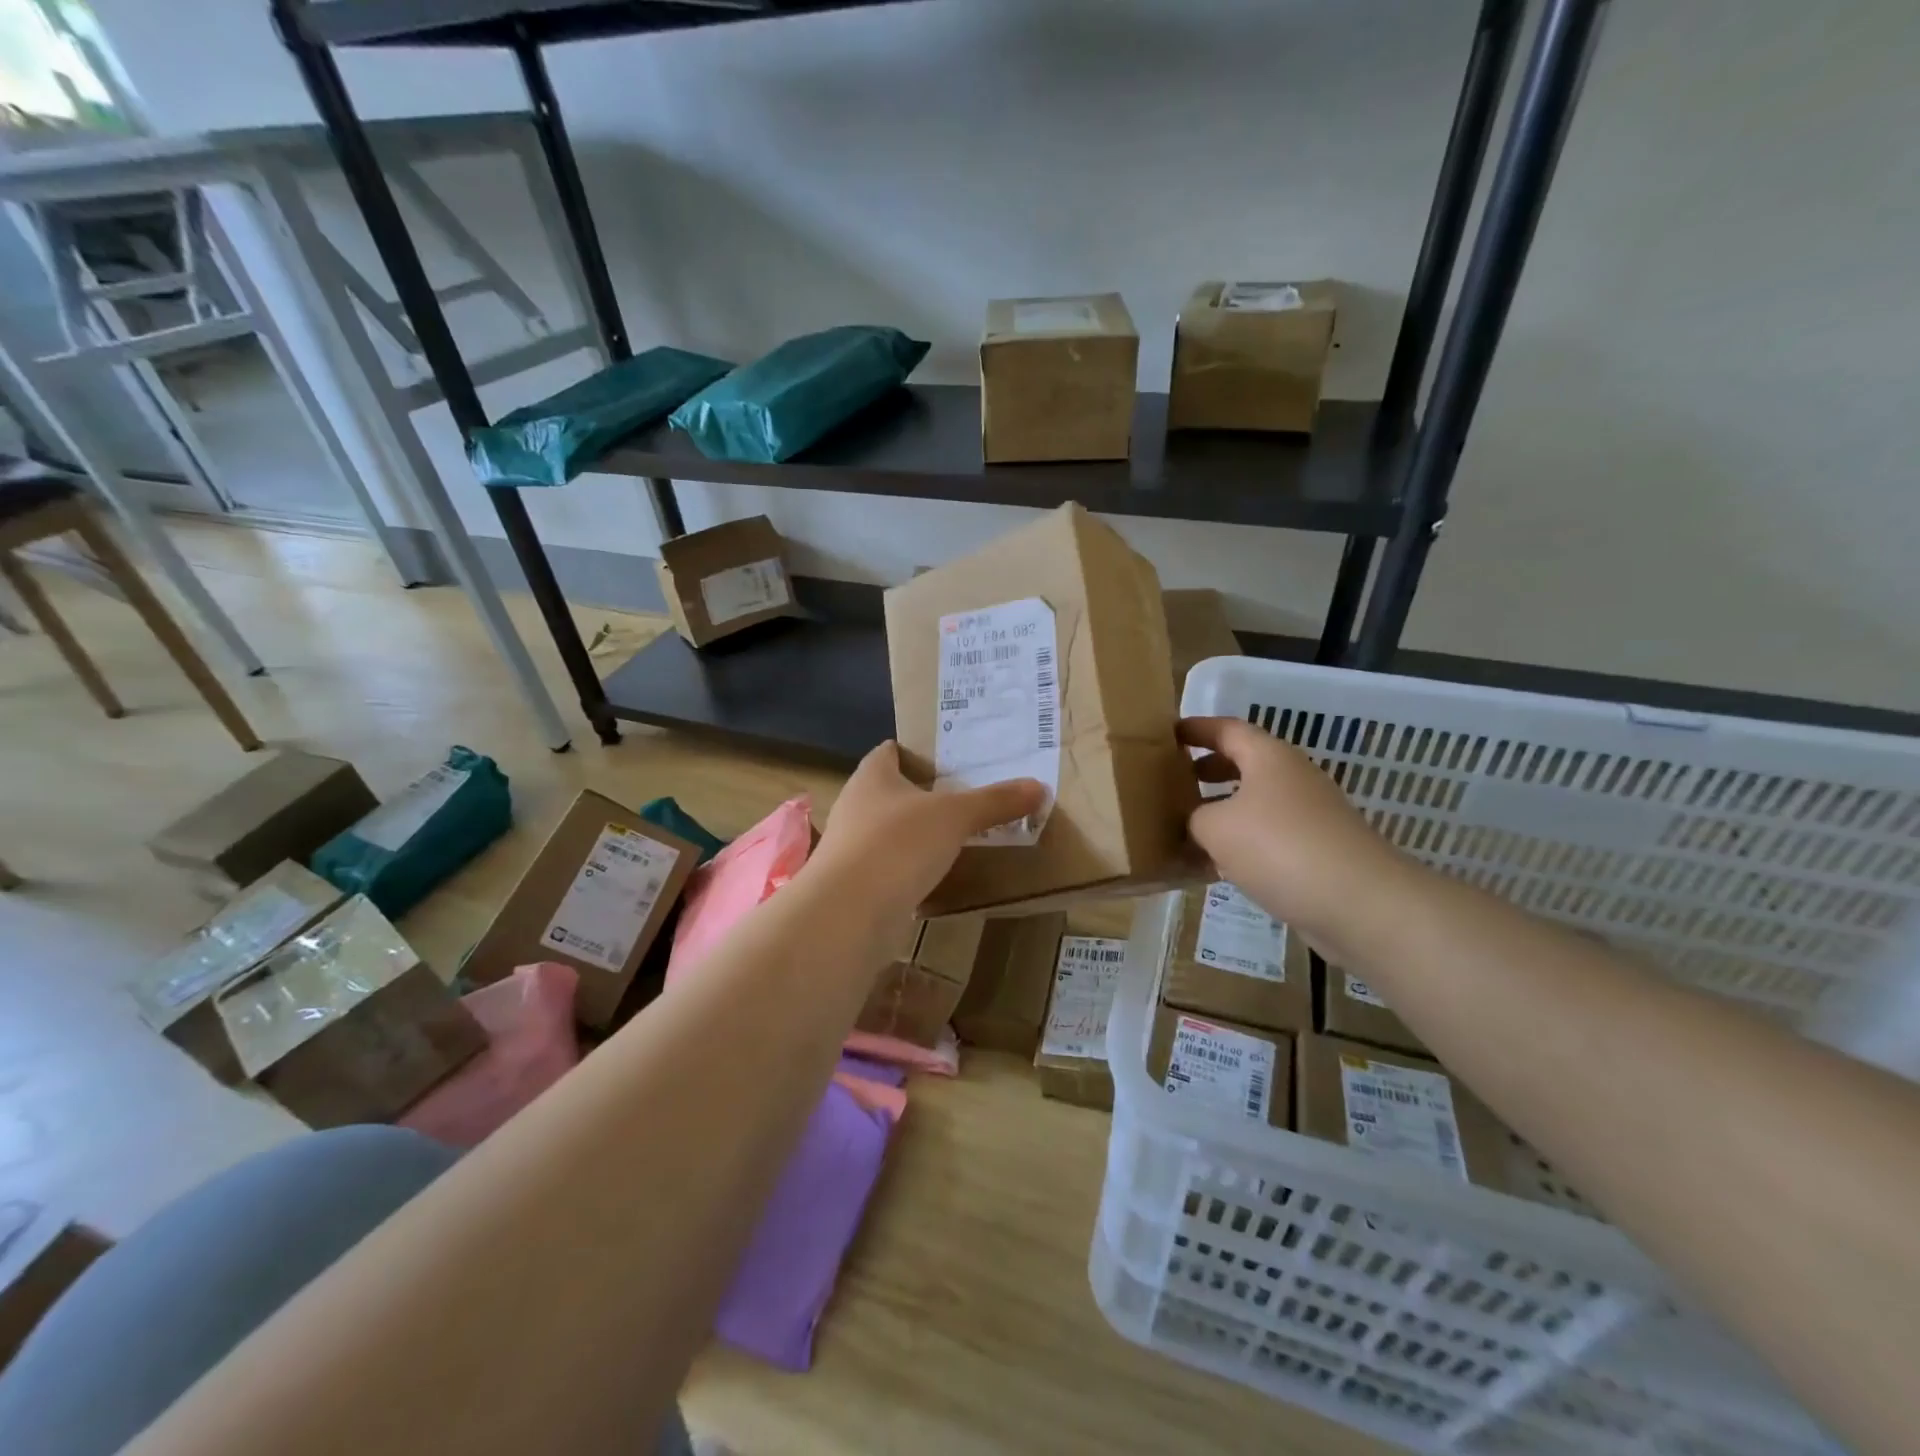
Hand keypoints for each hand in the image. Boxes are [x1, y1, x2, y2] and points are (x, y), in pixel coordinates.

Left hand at [806, 740, 1045, 921]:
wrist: (848, 913)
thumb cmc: (897, 844)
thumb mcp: (955, 816)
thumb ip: (995, 801)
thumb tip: (1039, 787)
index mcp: (872, 776)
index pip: (890, 751)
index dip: (916, 750)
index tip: (950, 756)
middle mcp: (856, 806)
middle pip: (891, 792)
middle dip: (923, 794)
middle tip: (966, 795)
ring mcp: (852, 848)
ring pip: (890, 832)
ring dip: (917, 835)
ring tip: (958, 836)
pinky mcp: (856, 886)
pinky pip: (890, 868)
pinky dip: (912, 869)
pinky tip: (938, 876)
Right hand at [1180, 716, 1404, 938]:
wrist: (1359, 902)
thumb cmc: (1279, 847)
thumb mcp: (1216, 827)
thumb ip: (1195, 817)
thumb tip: (1196, 822)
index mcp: (1268, 757)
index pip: (1225, 729)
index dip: (1195, 730)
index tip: (1167, 736)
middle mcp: (1291, 777)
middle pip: (1243, 763)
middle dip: (1207, 769)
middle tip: (1173, 780)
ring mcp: (1309, 814)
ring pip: (1255, 802)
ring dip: (1222, 809)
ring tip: (1187, 826)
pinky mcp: (1317, 849)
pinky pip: (1268, 835)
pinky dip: (1242, 842)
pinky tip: (1218, 866)